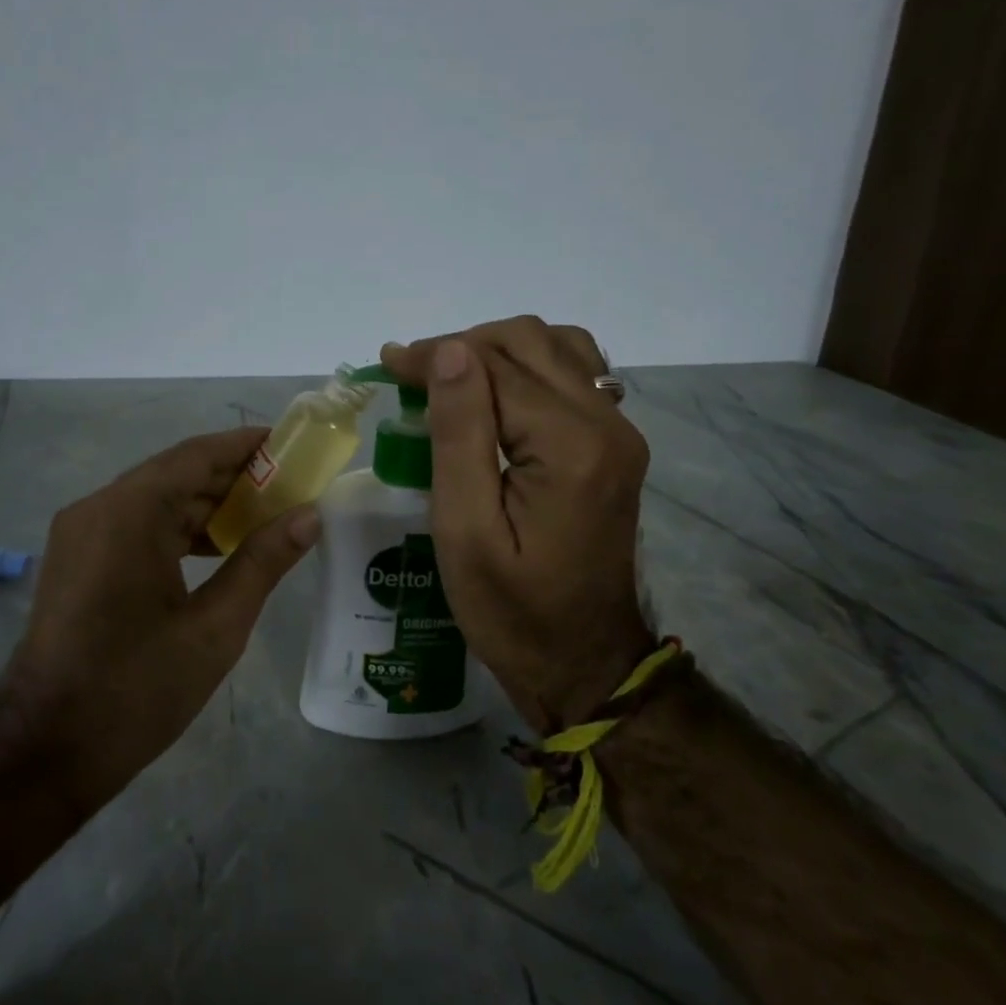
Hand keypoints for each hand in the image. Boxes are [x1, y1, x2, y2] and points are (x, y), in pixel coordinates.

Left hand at [3, 428, 319, 810]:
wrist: (46, 750)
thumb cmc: (136, 688)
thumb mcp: (215, 627)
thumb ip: (263, 562)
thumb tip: (309, 516)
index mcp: (129, 512)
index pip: (196, 455)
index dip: (245, 446)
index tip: (290, 444)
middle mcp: (98, 507)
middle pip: (175, 474)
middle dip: (232, 477)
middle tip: (289, 485)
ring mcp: (81, 533)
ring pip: (154, 500)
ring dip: (205, 504)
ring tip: (263, 515)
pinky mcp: (77, 559)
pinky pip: (134, 525)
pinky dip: (176, 529)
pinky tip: (216, 548)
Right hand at [380, 317, 653, 734]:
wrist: (584, 662)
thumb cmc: (512, 610)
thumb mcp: (465, 530)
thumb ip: (459, 434)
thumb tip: (449, 352)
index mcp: (569, 446)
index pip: (494, 366)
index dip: (435, 356)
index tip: (386, 363)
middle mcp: (606, 424)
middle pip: (530, 342)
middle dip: (463, 345)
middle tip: (411, 375)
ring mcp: (619, 432)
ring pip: (557, 348)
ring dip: (498, 350)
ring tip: (450, 381)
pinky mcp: (615, 446)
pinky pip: (573, 376)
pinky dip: (528, 367)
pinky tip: (497, 395)